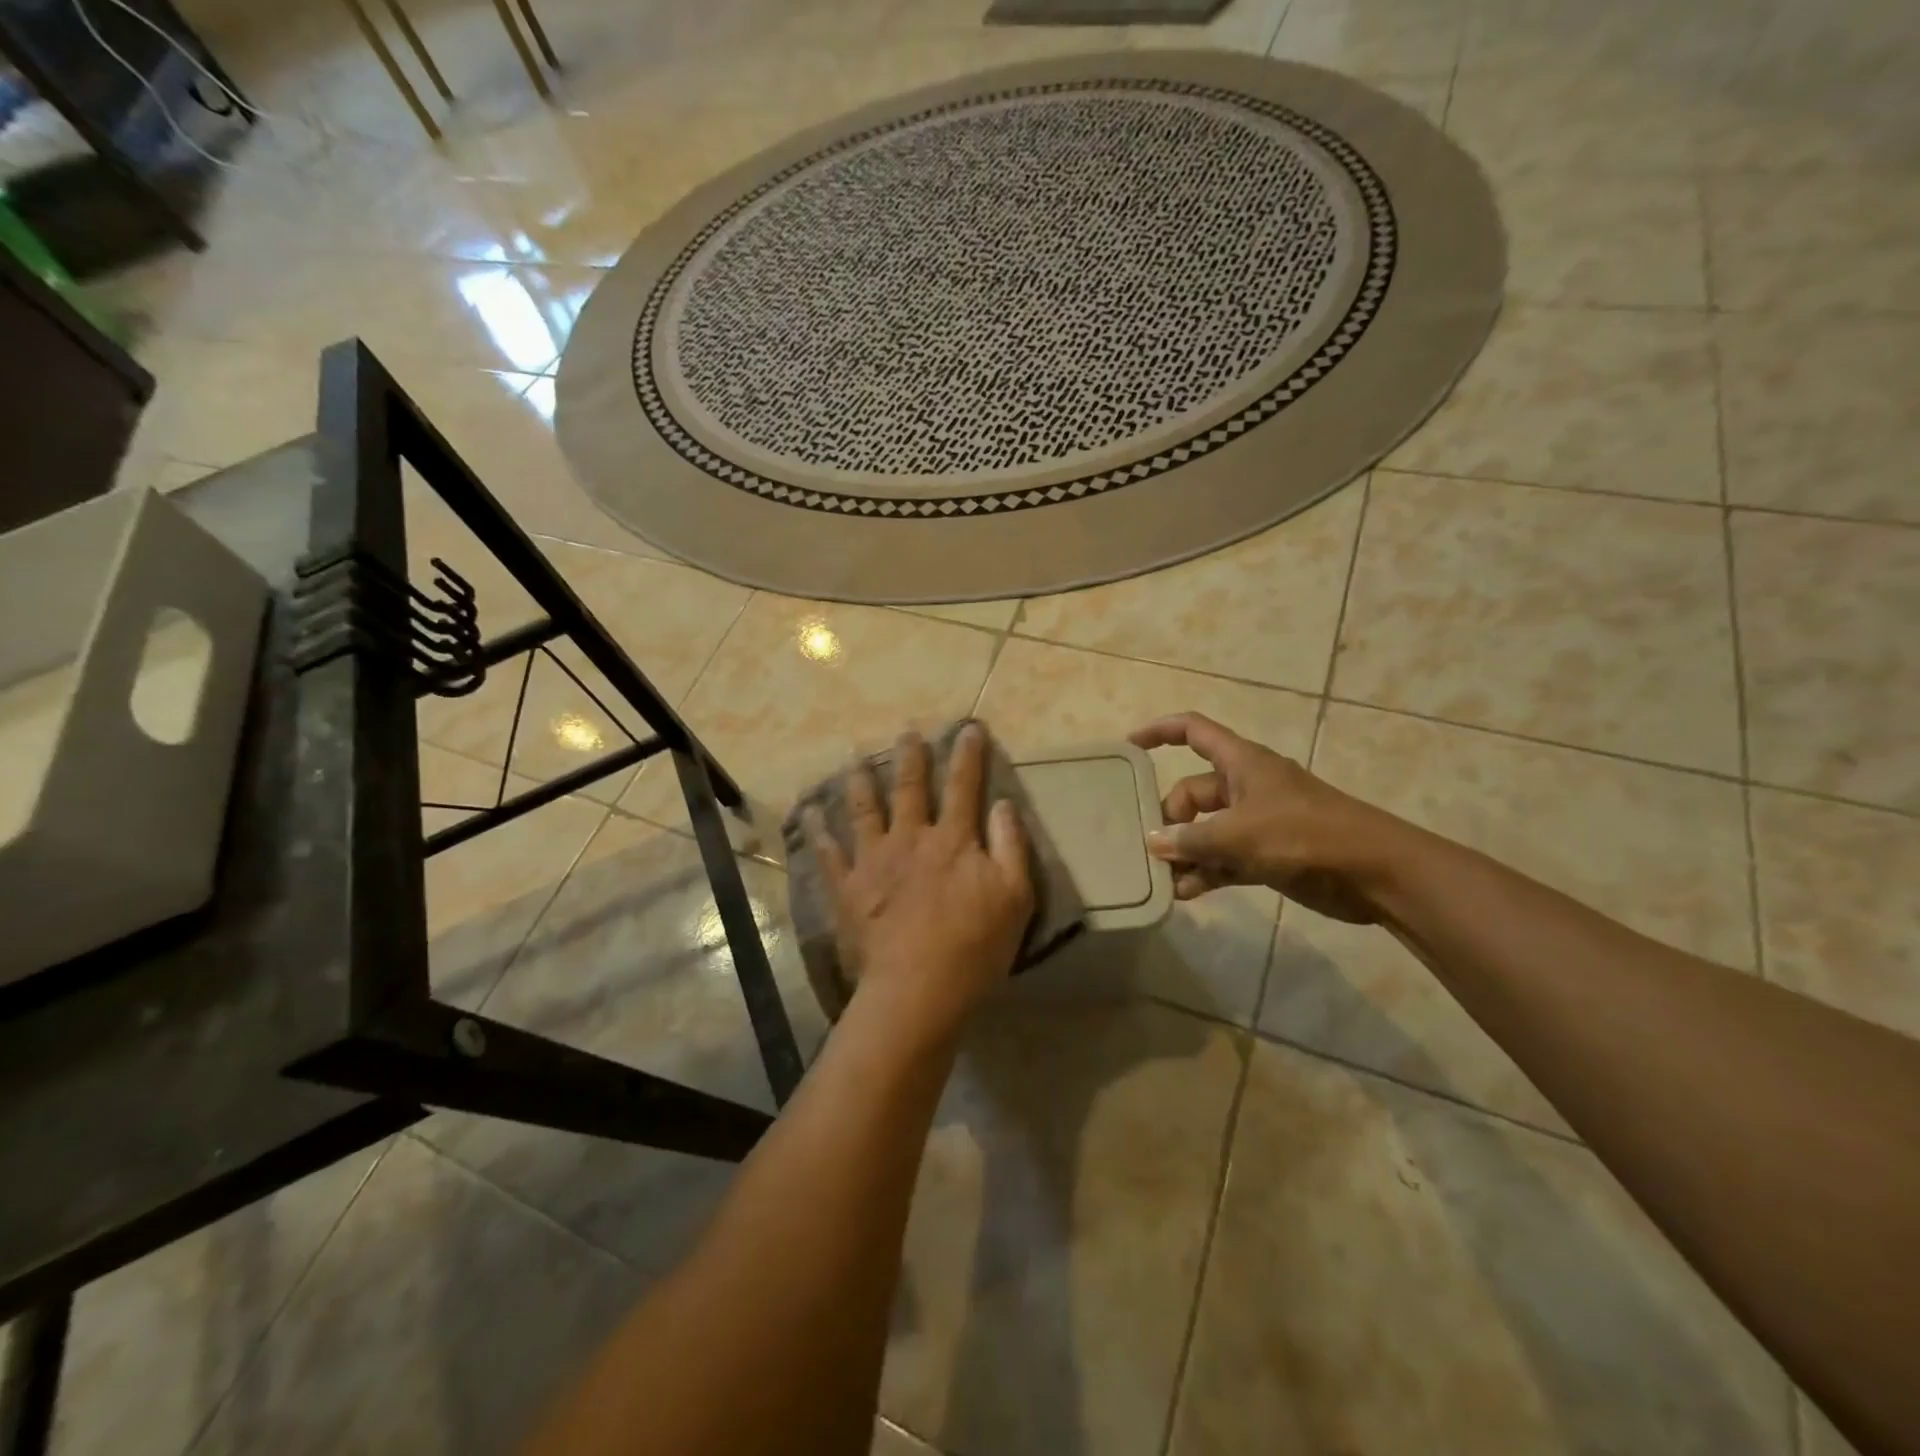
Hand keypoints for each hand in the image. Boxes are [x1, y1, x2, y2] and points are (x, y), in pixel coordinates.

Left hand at [809, 725, 1035, 1039]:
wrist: (917, 990)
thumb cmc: (974, 946)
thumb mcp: (1015, 897)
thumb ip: (1010, 846)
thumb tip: (1003, 804)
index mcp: (952, 840)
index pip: (964, 786)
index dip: (968, 754)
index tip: (969, 727)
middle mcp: (910, 839)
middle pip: (909, 788)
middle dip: (910, 757)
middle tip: (906, 731)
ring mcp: (873, 861)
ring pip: (864, 809)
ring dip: (860, 780)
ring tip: (855, 757)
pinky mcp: (847, 888)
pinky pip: (828, 853)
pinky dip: (818, 830)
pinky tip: (809, 810)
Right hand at [1129, 712, 1404, 923]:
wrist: (1373, 872)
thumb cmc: (1304, 835)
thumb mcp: (1239, 834)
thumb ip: (1191, 840)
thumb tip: (1152, 843)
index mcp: (1241, 763)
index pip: (1193, 731)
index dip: (1160, 732)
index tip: (1128, 747)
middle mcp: (1245, 787)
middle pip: (1192, 793)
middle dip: (1169, 819)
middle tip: (1147, 848)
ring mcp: (1256, 822)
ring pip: (1206, 831)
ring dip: (1185, 853)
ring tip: (1159, 877)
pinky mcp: (1267, 855)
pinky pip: (1224, 859)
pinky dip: (1206, 873)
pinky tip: (1184, 893)